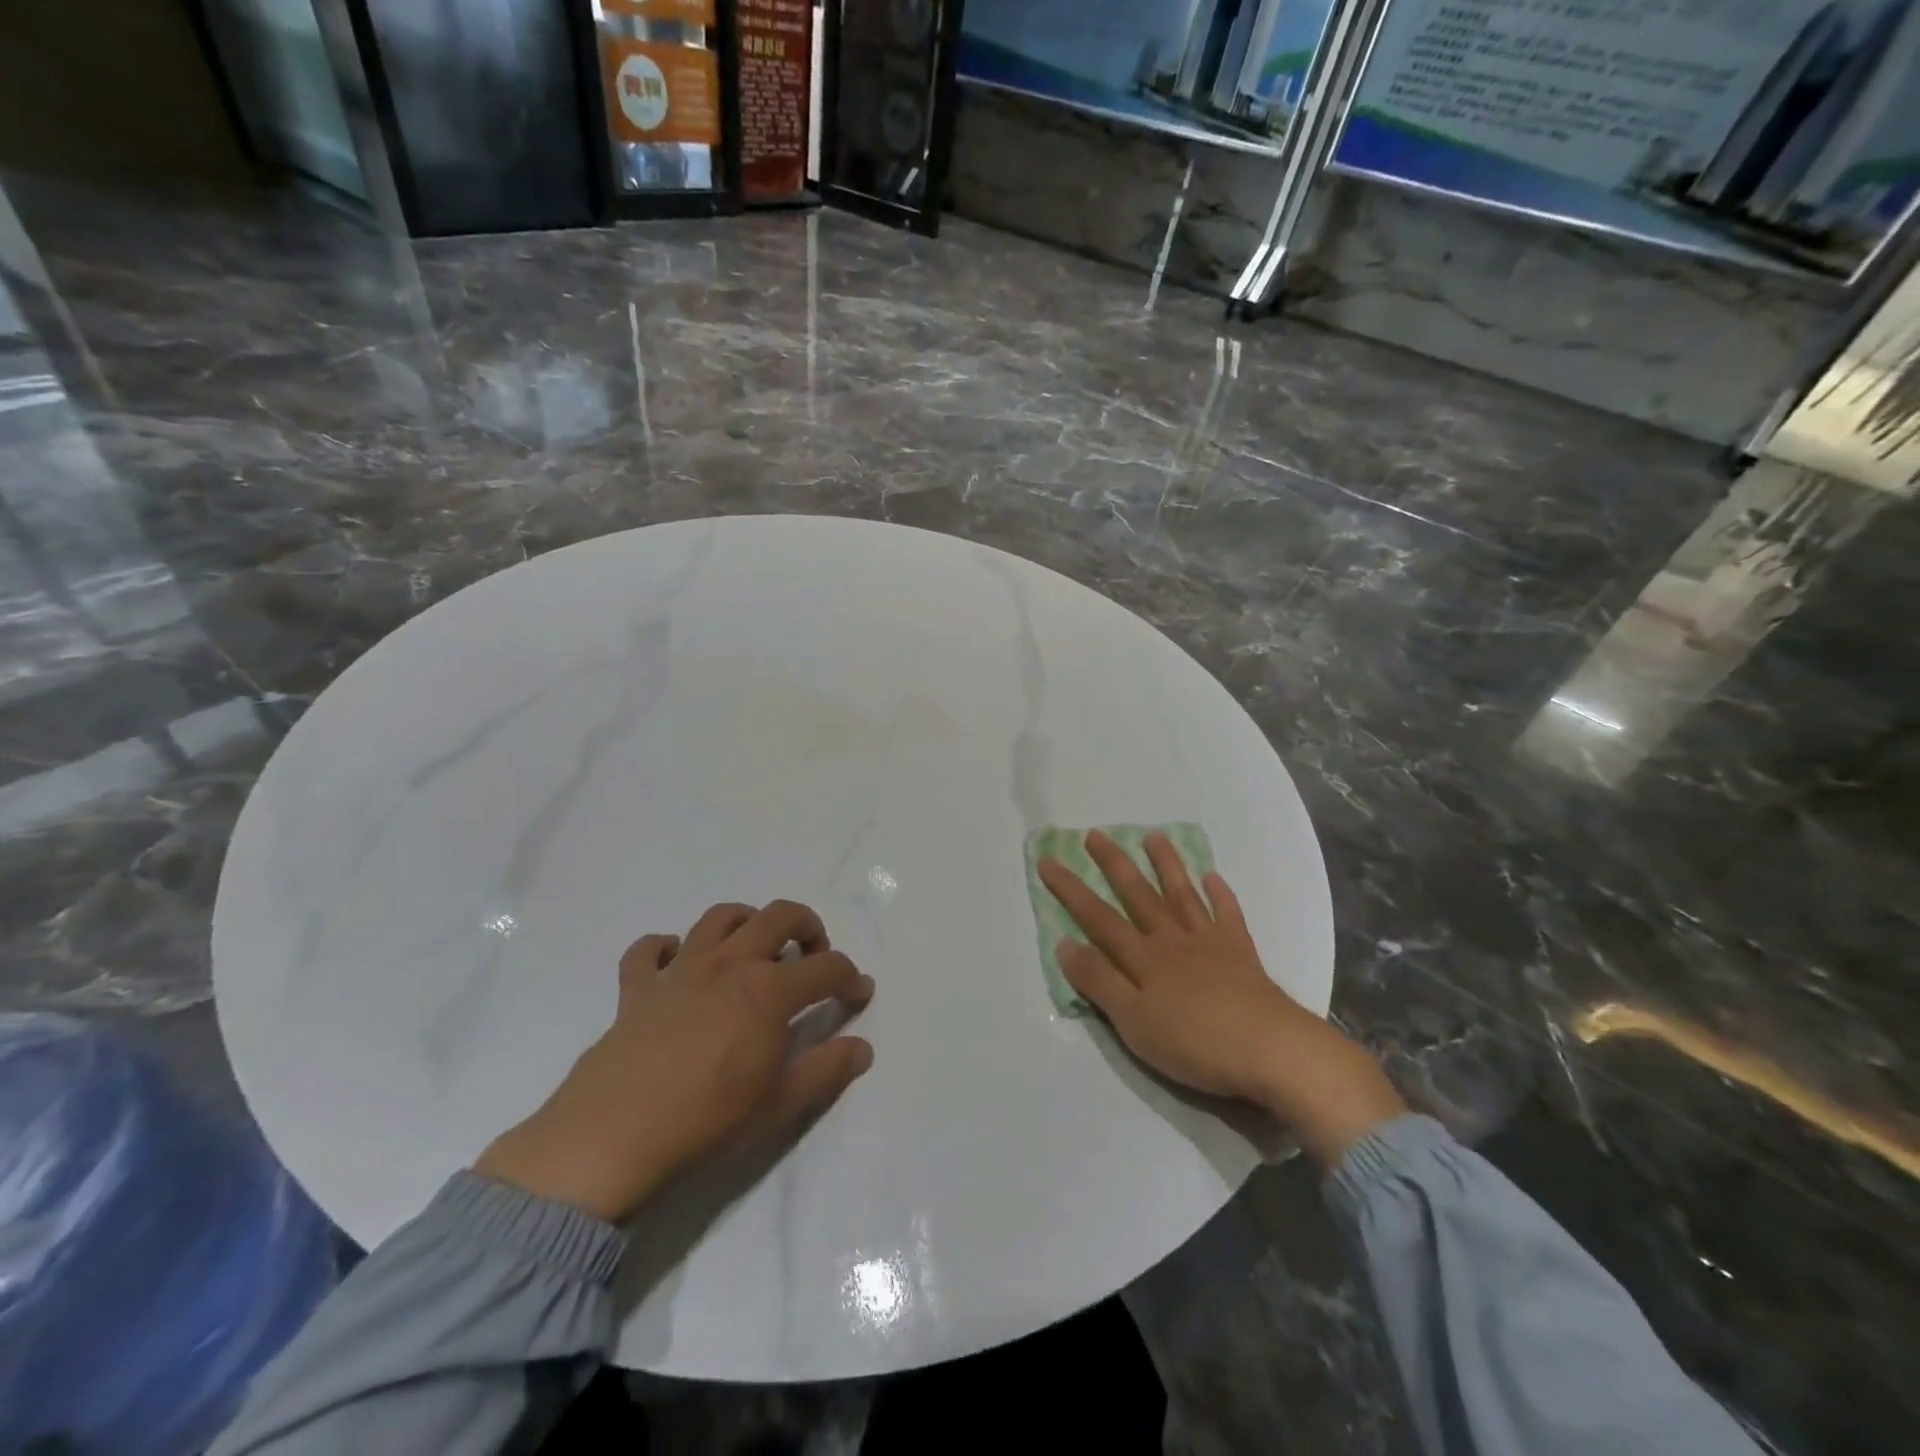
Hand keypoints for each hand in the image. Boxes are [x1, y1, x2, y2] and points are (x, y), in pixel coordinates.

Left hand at [473, 900, 873, 1223]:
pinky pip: (649, 950)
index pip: (826, 968)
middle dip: (808, 927)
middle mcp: (729, 964)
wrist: (613, 1136)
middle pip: (779, 916)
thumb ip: (827, 1070)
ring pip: (720, 918)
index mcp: (769, 990)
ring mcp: (680, 969)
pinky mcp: (638, 987)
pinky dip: (665, 948)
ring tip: (755, 948)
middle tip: (813, 955)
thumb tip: (863, 1048)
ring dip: (747, 922)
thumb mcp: (780, 1104)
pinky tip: (676, 964)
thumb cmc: (707, 1120)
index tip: (858, 994)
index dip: (850, 978)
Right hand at [1038, 831, 1404, 1167]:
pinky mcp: (1241, 953)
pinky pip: (1228, 914)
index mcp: (1142, 958)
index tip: (1048, 860)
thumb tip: (1065, 943)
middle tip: (1095, 834)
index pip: (1098, 917)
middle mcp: (1171, 940)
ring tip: (1153, 836)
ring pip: (1181, 895)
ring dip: (1166, 865)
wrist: (1270, 1049)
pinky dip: (1220, 894)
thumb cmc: (1194, 1042)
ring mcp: (1209, 942)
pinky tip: (1213, 877)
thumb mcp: (1133, 1022)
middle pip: (1137, 895)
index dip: (1071, 889)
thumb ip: (1099, 981)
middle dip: (1113, 864)